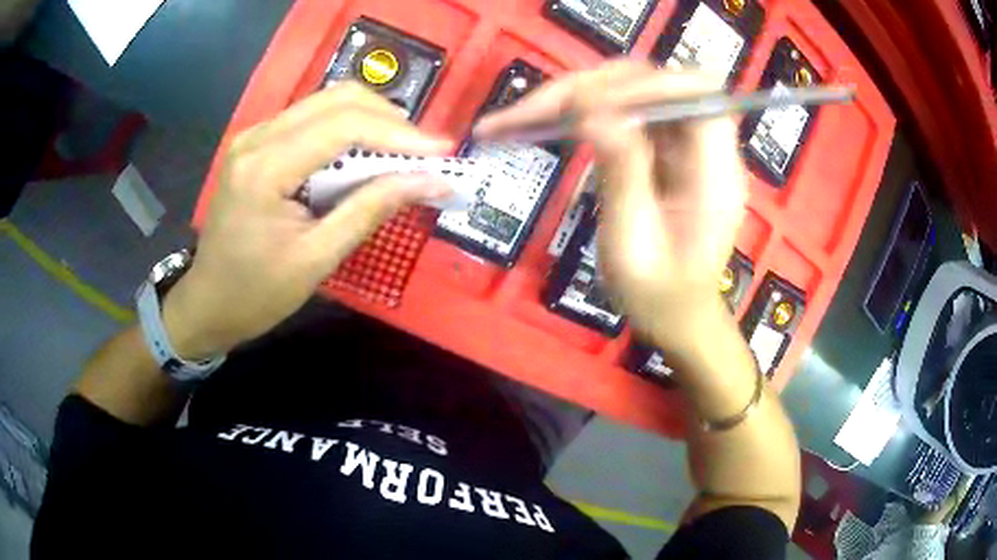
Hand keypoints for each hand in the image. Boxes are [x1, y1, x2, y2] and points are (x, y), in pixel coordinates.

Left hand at [163, 83, 453, 358]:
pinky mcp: (257, 143)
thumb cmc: (256, 294)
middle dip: (389, 119)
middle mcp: (257, 137)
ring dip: (371, 120)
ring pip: (326, 102)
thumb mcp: (316, 259)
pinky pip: (311, 118)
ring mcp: (254, 136)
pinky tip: (364, 154)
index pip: (342, 126)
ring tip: (402, 153)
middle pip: (336, 99)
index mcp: (264, 168)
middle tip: (424, 152)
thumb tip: (429, 181)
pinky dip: (347, 129)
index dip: (399, 134)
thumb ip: (370, 211)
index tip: (442, 151)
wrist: (207, 303)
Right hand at [476, 62, 746, 356]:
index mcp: (716, 173)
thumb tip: (594, 111)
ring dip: (577, 96)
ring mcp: (682, 144)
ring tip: (523, 117)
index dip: (644, 85)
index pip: (696, 92)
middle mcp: (704, 146)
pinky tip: (541, 123)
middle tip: (534, 112)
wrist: (675, 317)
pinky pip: (621, 112)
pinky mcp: (660, 148)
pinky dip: (580, 112)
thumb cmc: (659, 297)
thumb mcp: (635, 247)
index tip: (586, 105)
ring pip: (632, 91)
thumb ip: (623, 177)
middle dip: (592, 88)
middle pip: (655, 83)